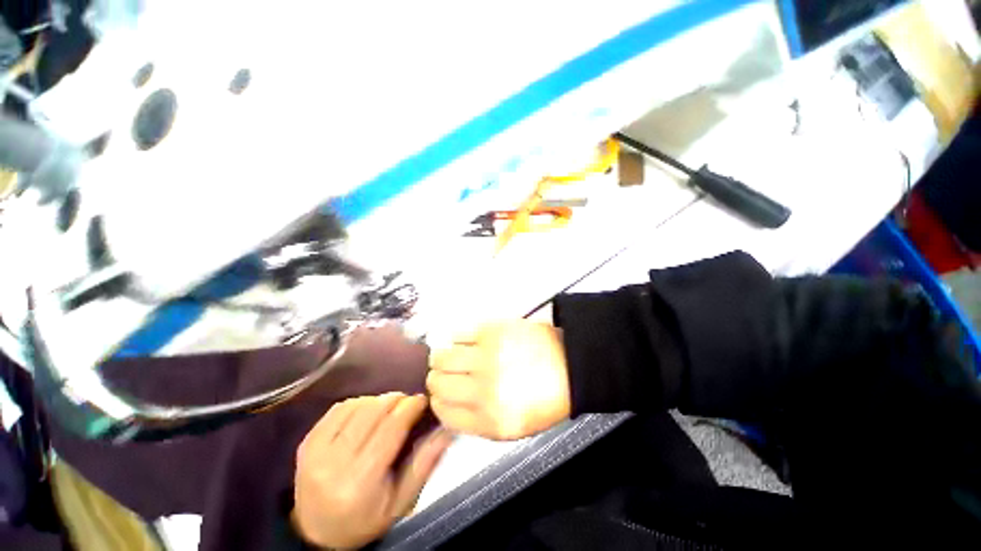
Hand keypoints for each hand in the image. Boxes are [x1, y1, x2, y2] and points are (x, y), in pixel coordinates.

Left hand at [293, 393, 451, 549]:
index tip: (422, 400)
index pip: (391, 428)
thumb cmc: (365, 519)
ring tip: (389, 407)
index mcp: (361, 482)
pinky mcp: (306, 443)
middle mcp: (335, 463)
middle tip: (408, 402)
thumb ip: (424, 464)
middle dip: (397, 399)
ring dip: (378, 400)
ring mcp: (315, 451)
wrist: (316, 534)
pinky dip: (358, 402)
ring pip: (357, 405)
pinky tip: (367, 410)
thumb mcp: (401, 502)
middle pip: (373, 411)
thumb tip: (446, 429)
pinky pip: (338, 408)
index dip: (410, 407)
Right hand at [427, 320, 570, 439]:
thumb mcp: (513, 427)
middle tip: (447, 372)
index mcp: (490, 421)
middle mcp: (484, 390)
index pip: (443, 412)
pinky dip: (456, 337)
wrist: (569, 365)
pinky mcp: (491, 331)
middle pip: (437, 382)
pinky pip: (457, 333)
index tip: (442, 393)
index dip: (438, 401)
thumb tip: (449, 405)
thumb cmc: (545, 397)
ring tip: (452, 354)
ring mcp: (487, 357)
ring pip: (441, 356)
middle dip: (437, 378)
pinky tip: (465, 340)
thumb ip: (478, 421)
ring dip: (442, 356)